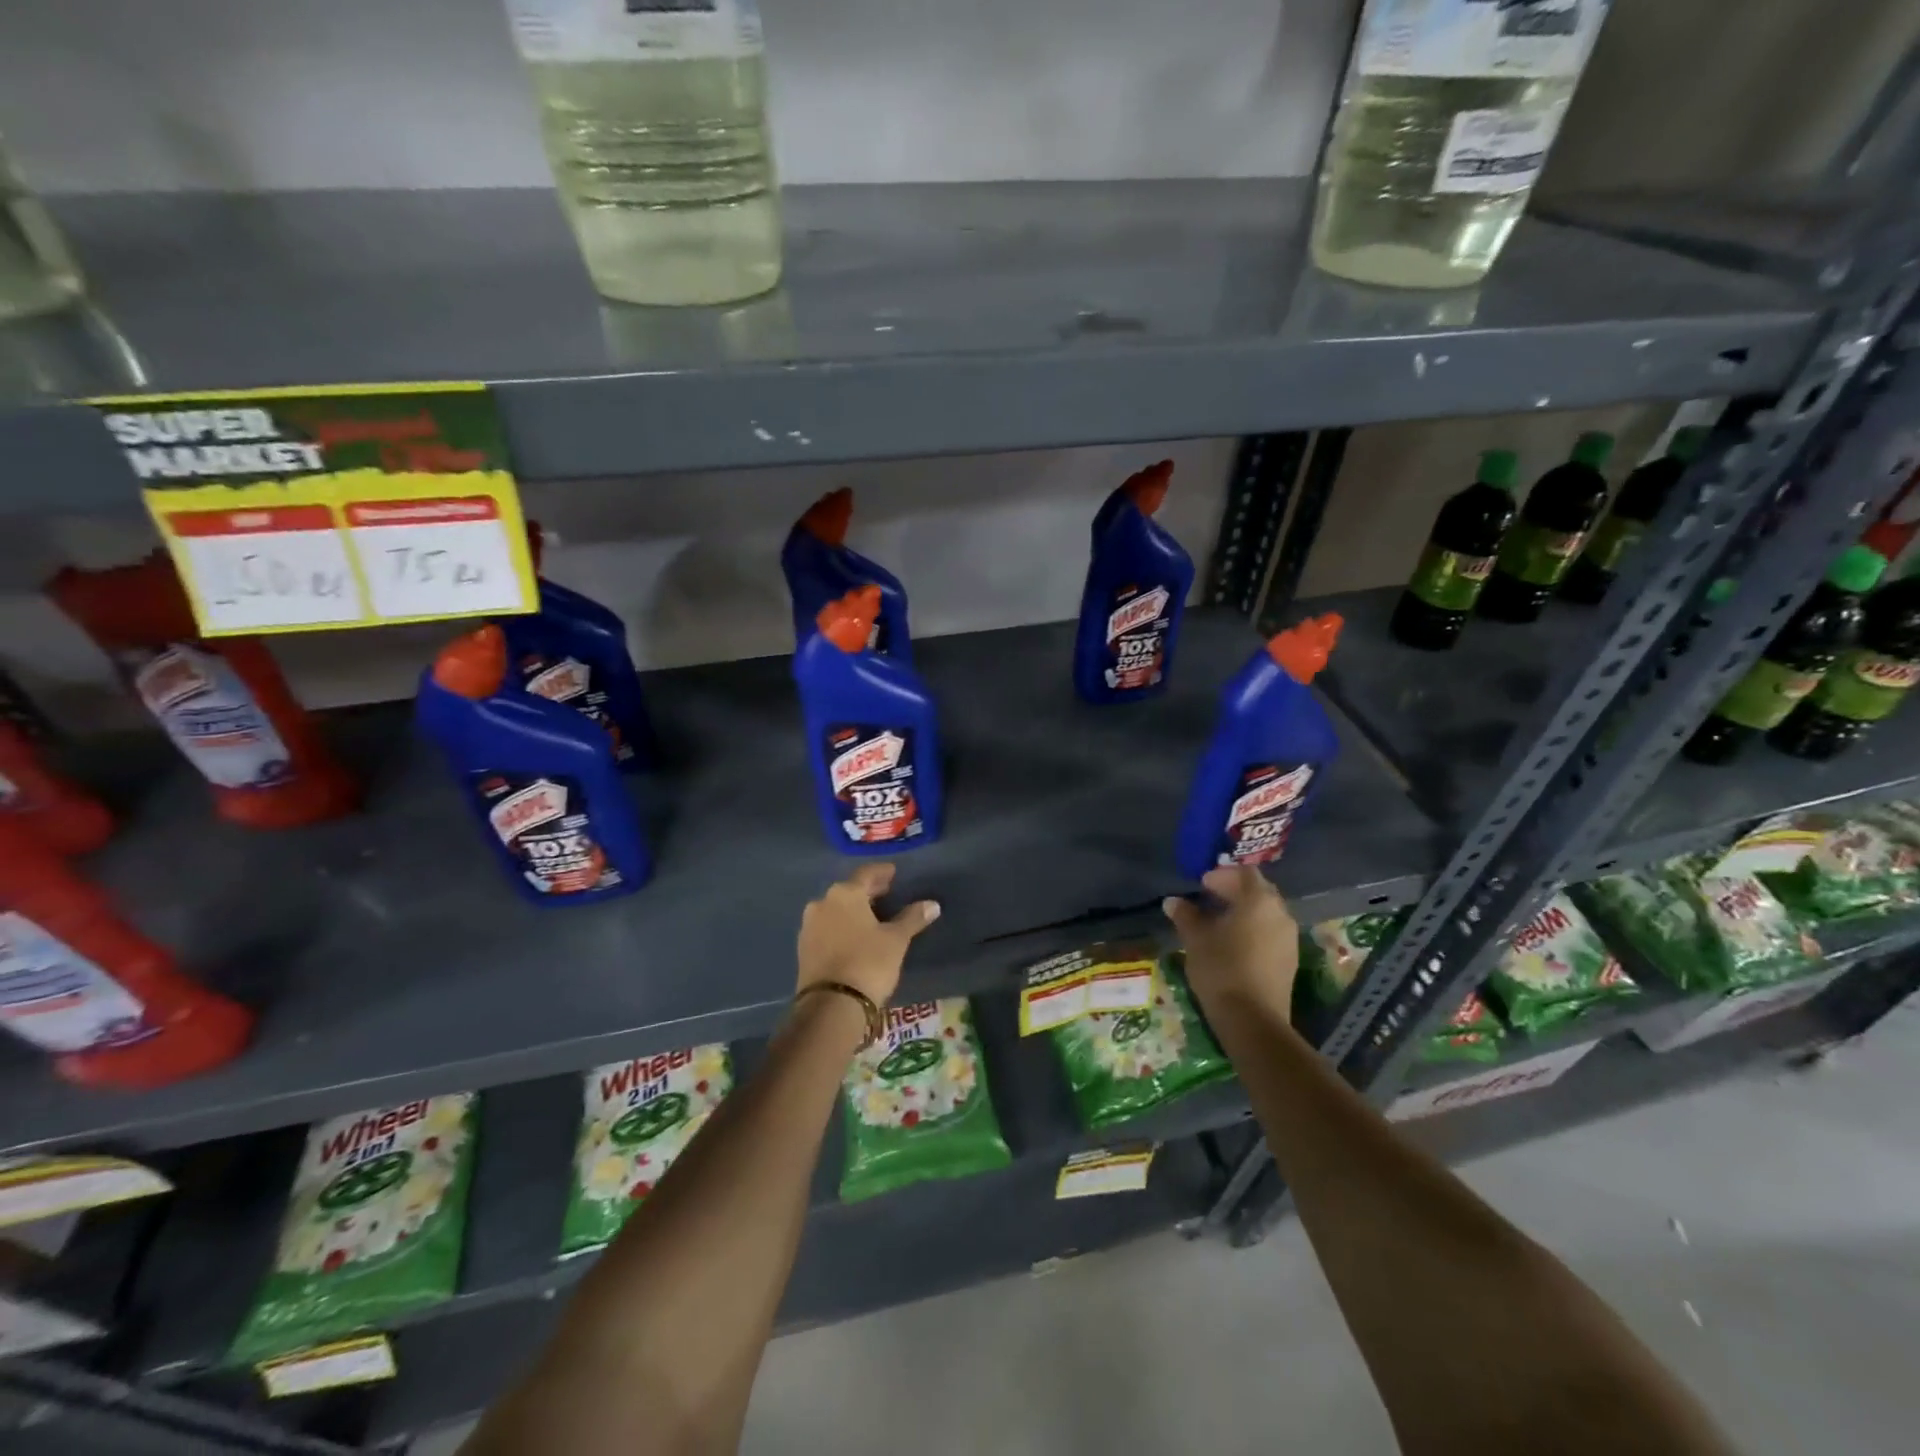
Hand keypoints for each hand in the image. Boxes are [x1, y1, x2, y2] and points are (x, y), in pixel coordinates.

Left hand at [796, 863, 939, 1007]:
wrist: (831, 1005)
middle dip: (868, 891)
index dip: (882, 872)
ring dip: (853, 910)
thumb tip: (932, 905)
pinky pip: (827, 928)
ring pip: (835, 909)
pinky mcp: (803, 949)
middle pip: (849, 890)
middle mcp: (822, 903)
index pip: (866, 874)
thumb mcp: (896, 940)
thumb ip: (912, 918)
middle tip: (886, 892)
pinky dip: (841, 927)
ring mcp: (809, 926)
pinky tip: (854, 936)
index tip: (893, 873)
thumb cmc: (868, 963)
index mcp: (845, 894)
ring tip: (872, 916)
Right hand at [1163, 866, 1297, 1015]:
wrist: (1252, 1020)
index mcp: (1259, 901)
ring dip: (1243, 911)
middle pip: (1259, 891)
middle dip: (1234, 891)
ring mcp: (1288, 938)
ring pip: (1265, 914)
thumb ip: (1185, 915)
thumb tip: (1173, 901)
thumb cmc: (1221, 968)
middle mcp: (1280, 914)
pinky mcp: (1289, 960)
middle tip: (1209, 898)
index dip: (1222, 875)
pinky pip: (1270, 933)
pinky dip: (1252, 930)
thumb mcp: (1195, 938)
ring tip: (1218, 922)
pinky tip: (1232, 943)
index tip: (1202, 884)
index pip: (1244, 873)